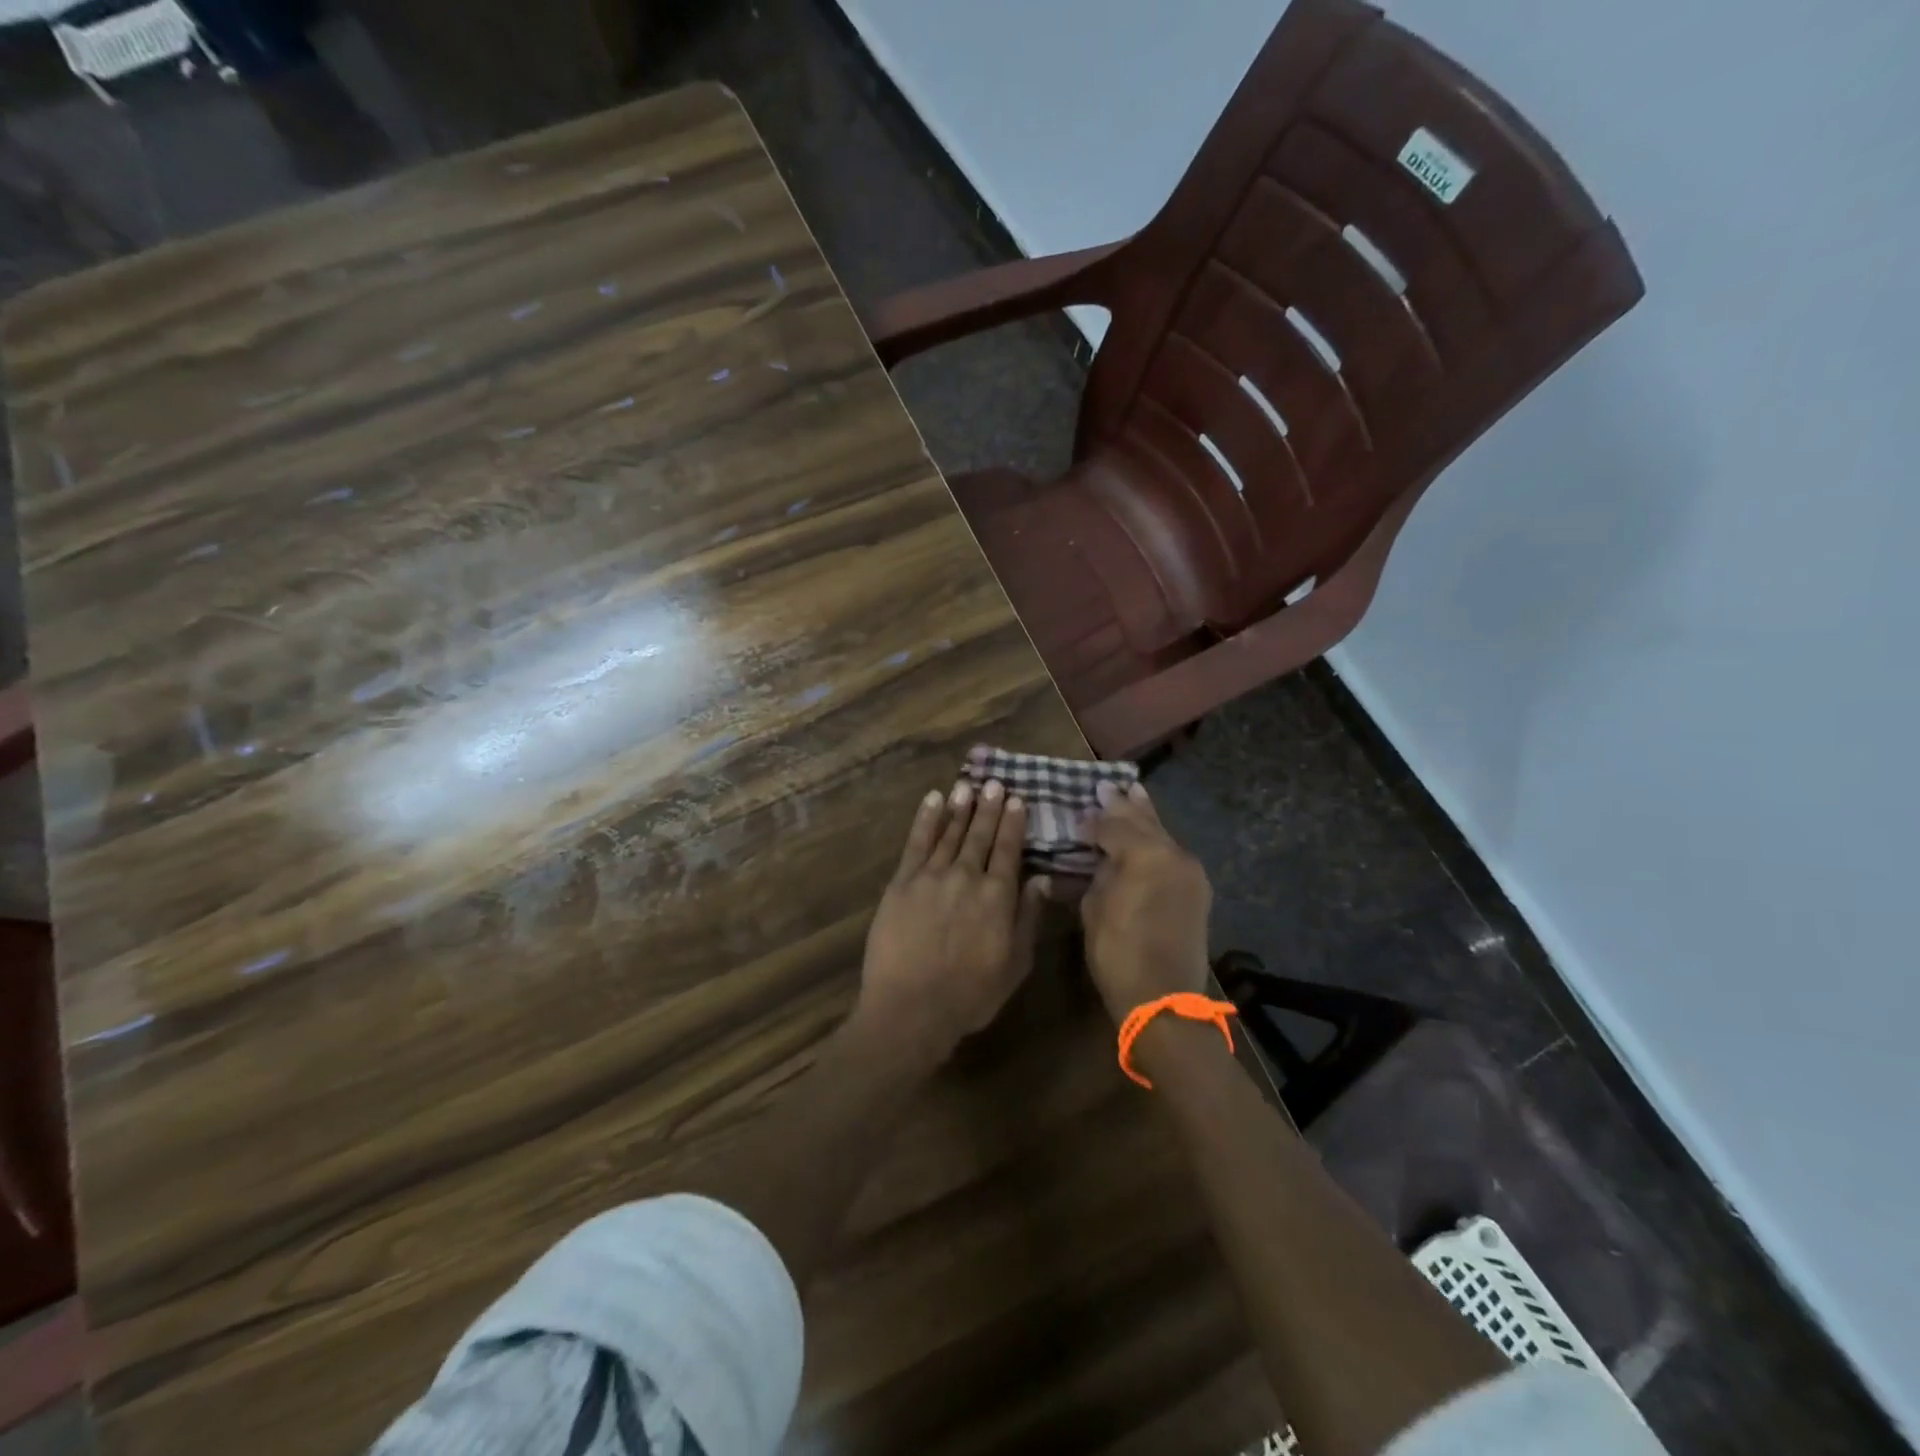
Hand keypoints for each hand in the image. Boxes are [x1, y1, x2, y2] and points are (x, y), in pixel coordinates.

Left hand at [857, 779, 1047, 1064]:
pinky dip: (926, 819)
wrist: (911, 1007)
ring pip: (949, 832)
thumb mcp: (1015, 963)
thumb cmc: (970, 994)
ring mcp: (931, 876)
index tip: (1017, 799)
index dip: (1013, 823)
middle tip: (995, 783)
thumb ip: (1028, 917)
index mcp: (997, 896)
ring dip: (960, 807)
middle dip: (989, 807)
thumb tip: (1042, 879)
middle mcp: (966, 876)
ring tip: (968, 785)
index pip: (1008, 850)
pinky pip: (916, 843)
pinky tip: (933, 801)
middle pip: (979, 835)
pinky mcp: (902, 882)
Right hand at [1081, 780, 1211, 1023]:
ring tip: (1133, 794)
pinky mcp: (1197, 889)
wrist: (1164, 999)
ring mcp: (1190, 871)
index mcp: (1144, 854)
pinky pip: (1172, 854)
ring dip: (1145, 818)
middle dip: (1124, 804)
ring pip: (1162, 834)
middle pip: (1144, 821)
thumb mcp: (1094, 908)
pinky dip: (1157, 841)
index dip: (1093, 819)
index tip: (1078, 812)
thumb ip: (1098, 872)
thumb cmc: (1118, 953)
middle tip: (1107, 785)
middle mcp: (1173, 854)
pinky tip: (1148, 835)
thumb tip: (1101, 857)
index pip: (1113, 824)